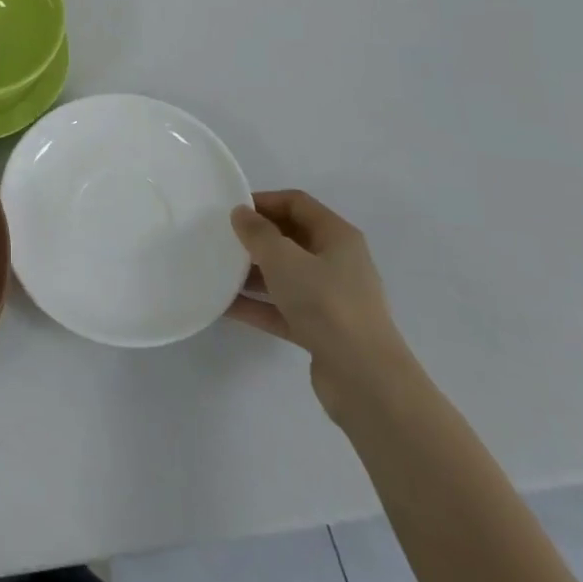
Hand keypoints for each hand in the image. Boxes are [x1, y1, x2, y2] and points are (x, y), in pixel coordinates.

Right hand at [228, 190, 413, 422]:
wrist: (366, 380)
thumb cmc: (326, 304)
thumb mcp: (284, 259)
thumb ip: (258, 233)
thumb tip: (241, 213)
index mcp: (337, 236)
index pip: (296, 203)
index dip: (264, 201)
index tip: (230, 210)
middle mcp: (337, 263)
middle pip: (290, 238)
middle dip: (256, 238)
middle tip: (221, 239)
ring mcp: (331, 299)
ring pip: (285, 275)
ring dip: (252, 273)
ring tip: (216, 271)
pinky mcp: (322, 331)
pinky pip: (283, 309)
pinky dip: (258, 306)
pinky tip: (224, 307)